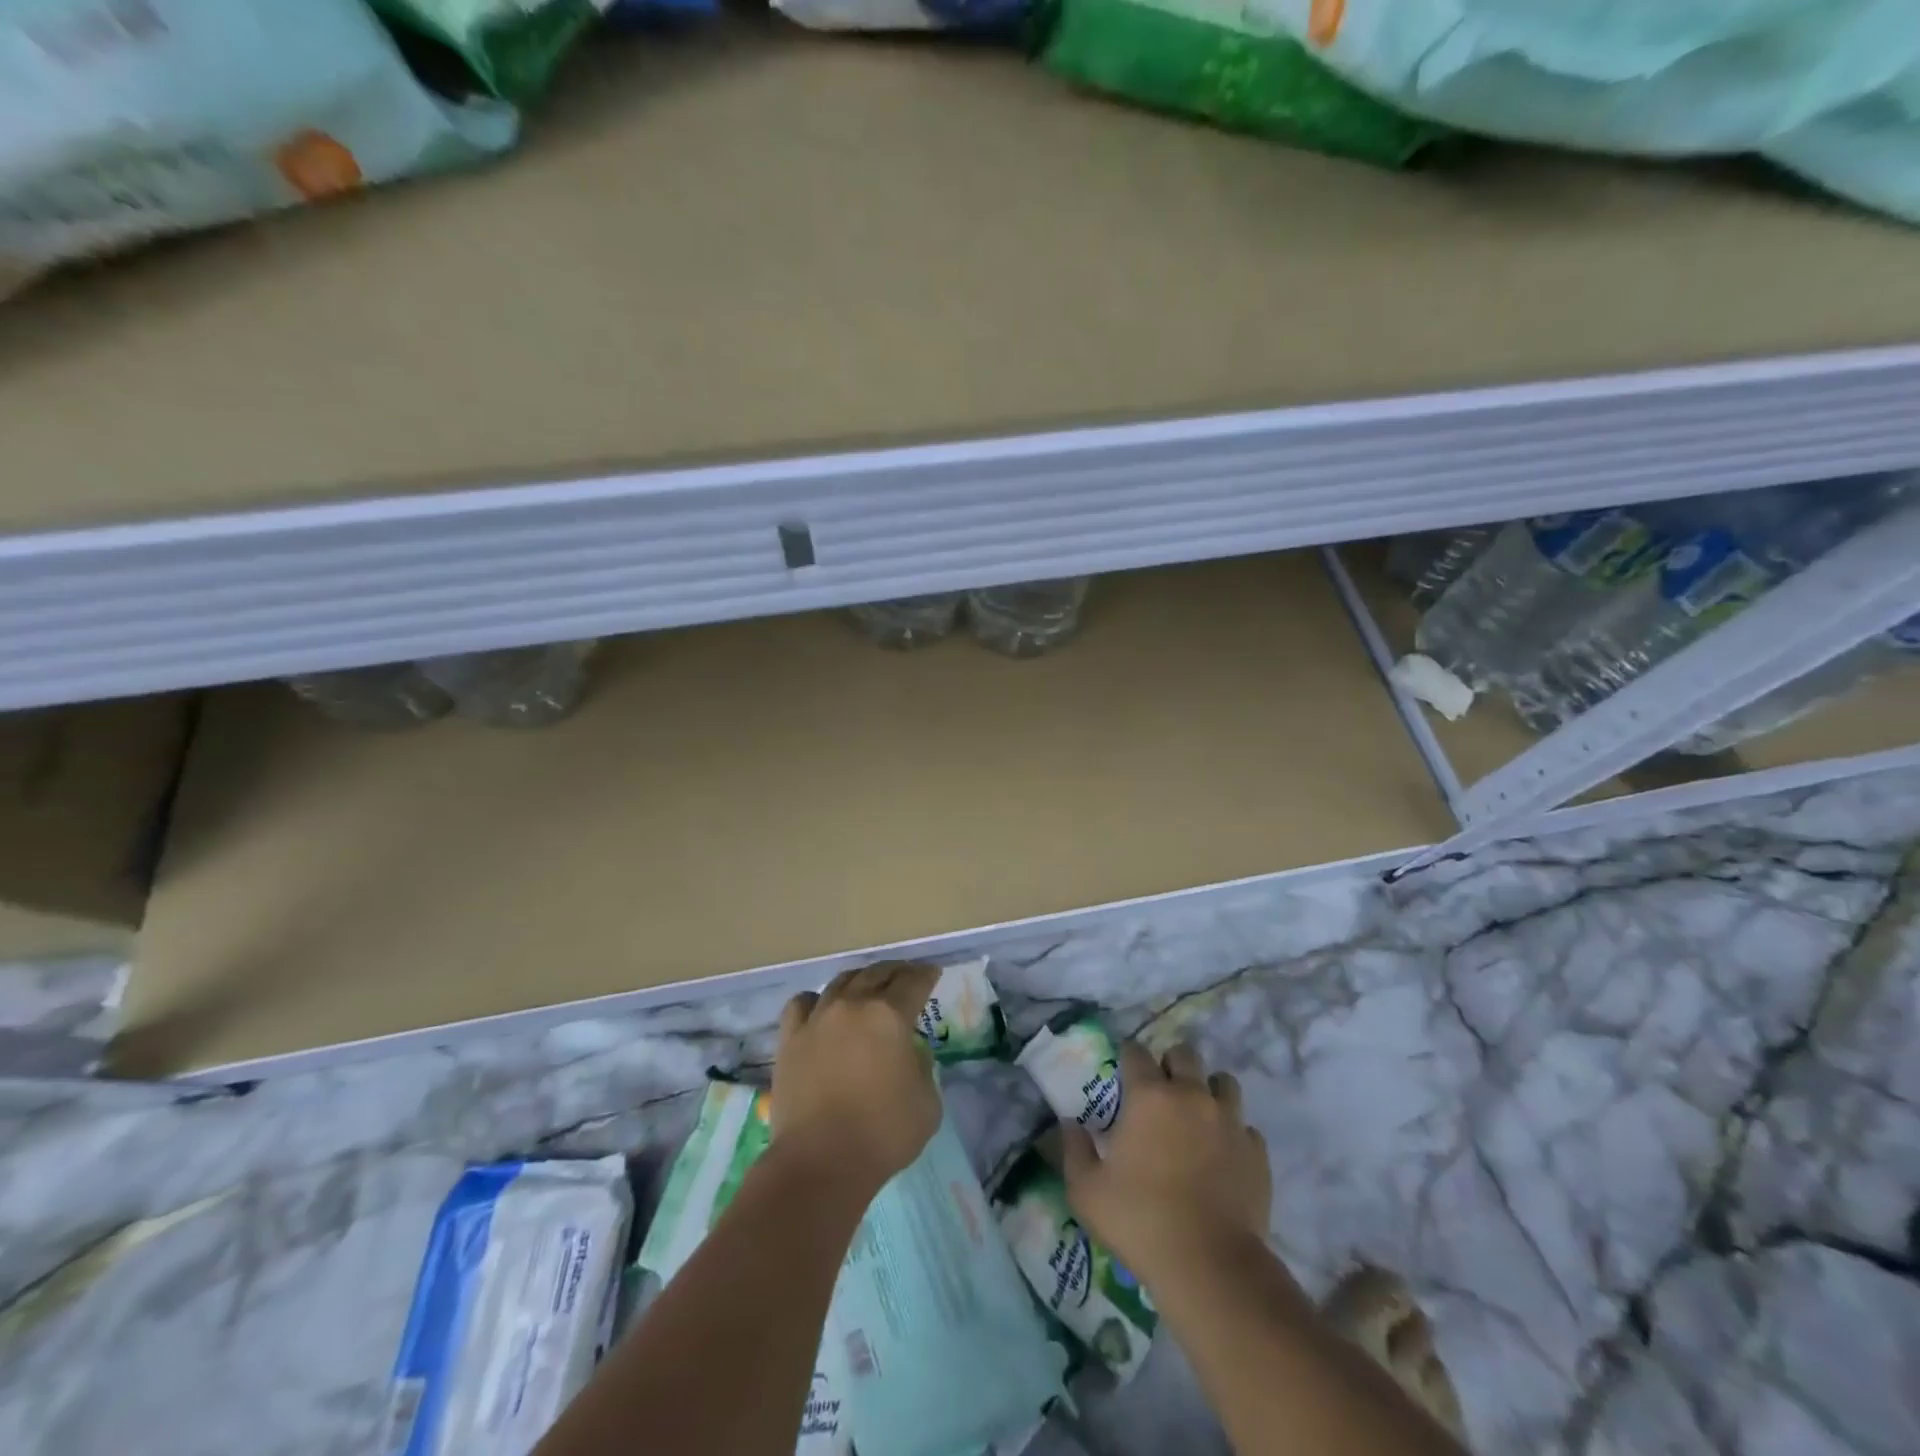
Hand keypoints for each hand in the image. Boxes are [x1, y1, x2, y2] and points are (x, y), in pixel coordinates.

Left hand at [771, 962, 941, 1196]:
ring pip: (841, 982)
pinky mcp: (790, 1038)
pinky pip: (803, 1003)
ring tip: (867, 987)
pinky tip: (823, 1007)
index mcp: (889, 1015)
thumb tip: (908, 1055)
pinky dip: (817, 999)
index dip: (926, 975)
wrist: (820, 1163)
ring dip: (860, 980)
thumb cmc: (883, 1134)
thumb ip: (923, 1068)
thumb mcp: (928, 1103)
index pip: (913, 982)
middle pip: (877, 974)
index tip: (932, 973)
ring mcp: (818, 1018)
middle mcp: (852, 1005)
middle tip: (906, 976)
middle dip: (896, 972)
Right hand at [1062, 1040, 1270, 1283]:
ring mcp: (1229, 1121)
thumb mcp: (1086, 1191)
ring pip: (1223, 1082)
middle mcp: (1191, 1095)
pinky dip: (1233, 1133)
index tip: (1122, 1073)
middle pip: (1184, 1055)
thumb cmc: (1139, 1221)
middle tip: (1160, 1092)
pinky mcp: (1256, 1152)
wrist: (1210, 1266)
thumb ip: (1074, 1150)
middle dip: (1171, 1064)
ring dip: (1208, 1090)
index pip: (1135, 1052)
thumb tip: (1068, 1124)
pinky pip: (1245, 1126)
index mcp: (1148, 1096)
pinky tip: (1223, 1155)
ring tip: (1197, 1116)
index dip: (1127, 1057)